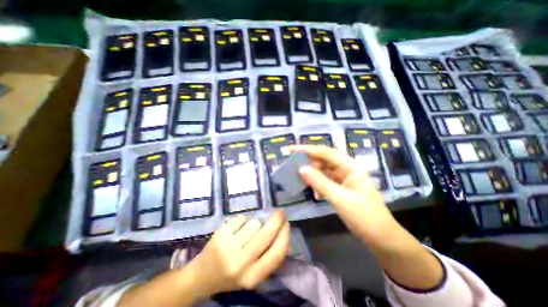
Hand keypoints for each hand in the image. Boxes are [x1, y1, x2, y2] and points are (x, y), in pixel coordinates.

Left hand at [188, 210, 289, 296]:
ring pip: (254, 223)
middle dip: (277, 219)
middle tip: (280, 212)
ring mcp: (228, 248)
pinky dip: (242, 220)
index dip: (285, 235)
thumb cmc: (232, 274)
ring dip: (255, 222)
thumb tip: (285, 235)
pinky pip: (241, 218)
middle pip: (266, 234)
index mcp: (253, 277)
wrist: (200, 277)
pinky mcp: (220, 235)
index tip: (287, 223)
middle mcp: (241, 263)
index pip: (277, 253)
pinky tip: (237, 228)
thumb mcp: (253, 274)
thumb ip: (269, 257)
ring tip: (249, 229)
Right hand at [291, 146, 444, 289]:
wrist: (382, 239)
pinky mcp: (342, 188)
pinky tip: (316, 195)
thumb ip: (320, 182)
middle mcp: (347, 169)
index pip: (326, 153)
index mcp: (351, 167)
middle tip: (294, 166)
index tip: (292, 149)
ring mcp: (345, 179)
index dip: (308, 149)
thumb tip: (301, 169)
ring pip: (324, 171)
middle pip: (324, 160)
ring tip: (303, 182)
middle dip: (309, 162)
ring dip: (314, 176)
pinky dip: (319, 185)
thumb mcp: (340, 199)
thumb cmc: (364, 217)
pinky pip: (326, 181)